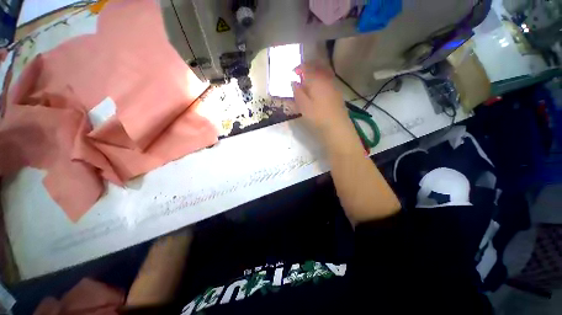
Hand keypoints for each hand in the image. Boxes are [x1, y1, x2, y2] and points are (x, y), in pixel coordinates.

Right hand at [291, 63, 349, 133]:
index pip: (306, 67)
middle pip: (317, 66)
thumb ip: (297, 92)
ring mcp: (333, 84)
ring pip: (323, 72)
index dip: (298, 68)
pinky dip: (321, 79)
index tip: (293, 73)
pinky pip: (327, 79)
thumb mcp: (303, 106)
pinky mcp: (337, 91)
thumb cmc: (317, 116)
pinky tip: (318, 88)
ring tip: (308, 81)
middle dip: (307, 67)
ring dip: (315, 72)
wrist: (336, 125)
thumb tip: (294, 82)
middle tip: (300, 74)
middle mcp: (325, 78)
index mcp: (315, 80)